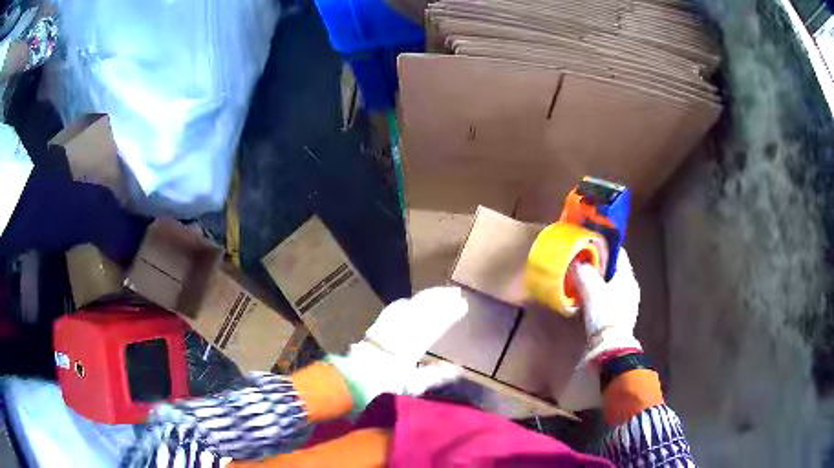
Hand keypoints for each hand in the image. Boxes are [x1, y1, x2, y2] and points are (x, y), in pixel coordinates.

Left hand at [326, 286, 467, 409]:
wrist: (351, 382)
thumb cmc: (384, 387)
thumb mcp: (413, 386)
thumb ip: (435, 375)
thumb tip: (458, 368)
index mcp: (411, 345)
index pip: (434, 323)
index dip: (448, 312)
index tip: (463, 304)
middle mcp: (399, 331)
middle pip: (421, 308)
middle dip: (439, 298)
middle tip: (455, 292)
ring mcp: (386, 326)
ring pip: (408, 305)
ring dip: (424, 298)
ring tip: (439, 293)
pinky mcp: (375, 327)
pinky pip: (393, 310)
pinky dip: (406, 303)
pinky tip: (410, 301)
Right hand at [574, 248, 641, 365]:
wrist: (611, 347)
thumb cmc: (604, 314)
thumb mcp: (591, 290)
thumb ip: (584, 273)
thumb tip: (577, 262)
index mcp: (627, 277)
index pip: (619, 253)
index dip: (604, 247)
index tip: (589, 246)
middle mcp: (631, 287)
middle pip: (614, 269)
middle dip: (599, 267)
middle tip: (582, 266)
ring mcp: (628, 303)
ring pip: (612, 285)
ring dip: (599, 283)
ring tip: (582, 284)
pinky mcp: (622, 316)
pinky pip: (611, 298)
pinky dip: (601, 296)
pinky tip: (589, 302)